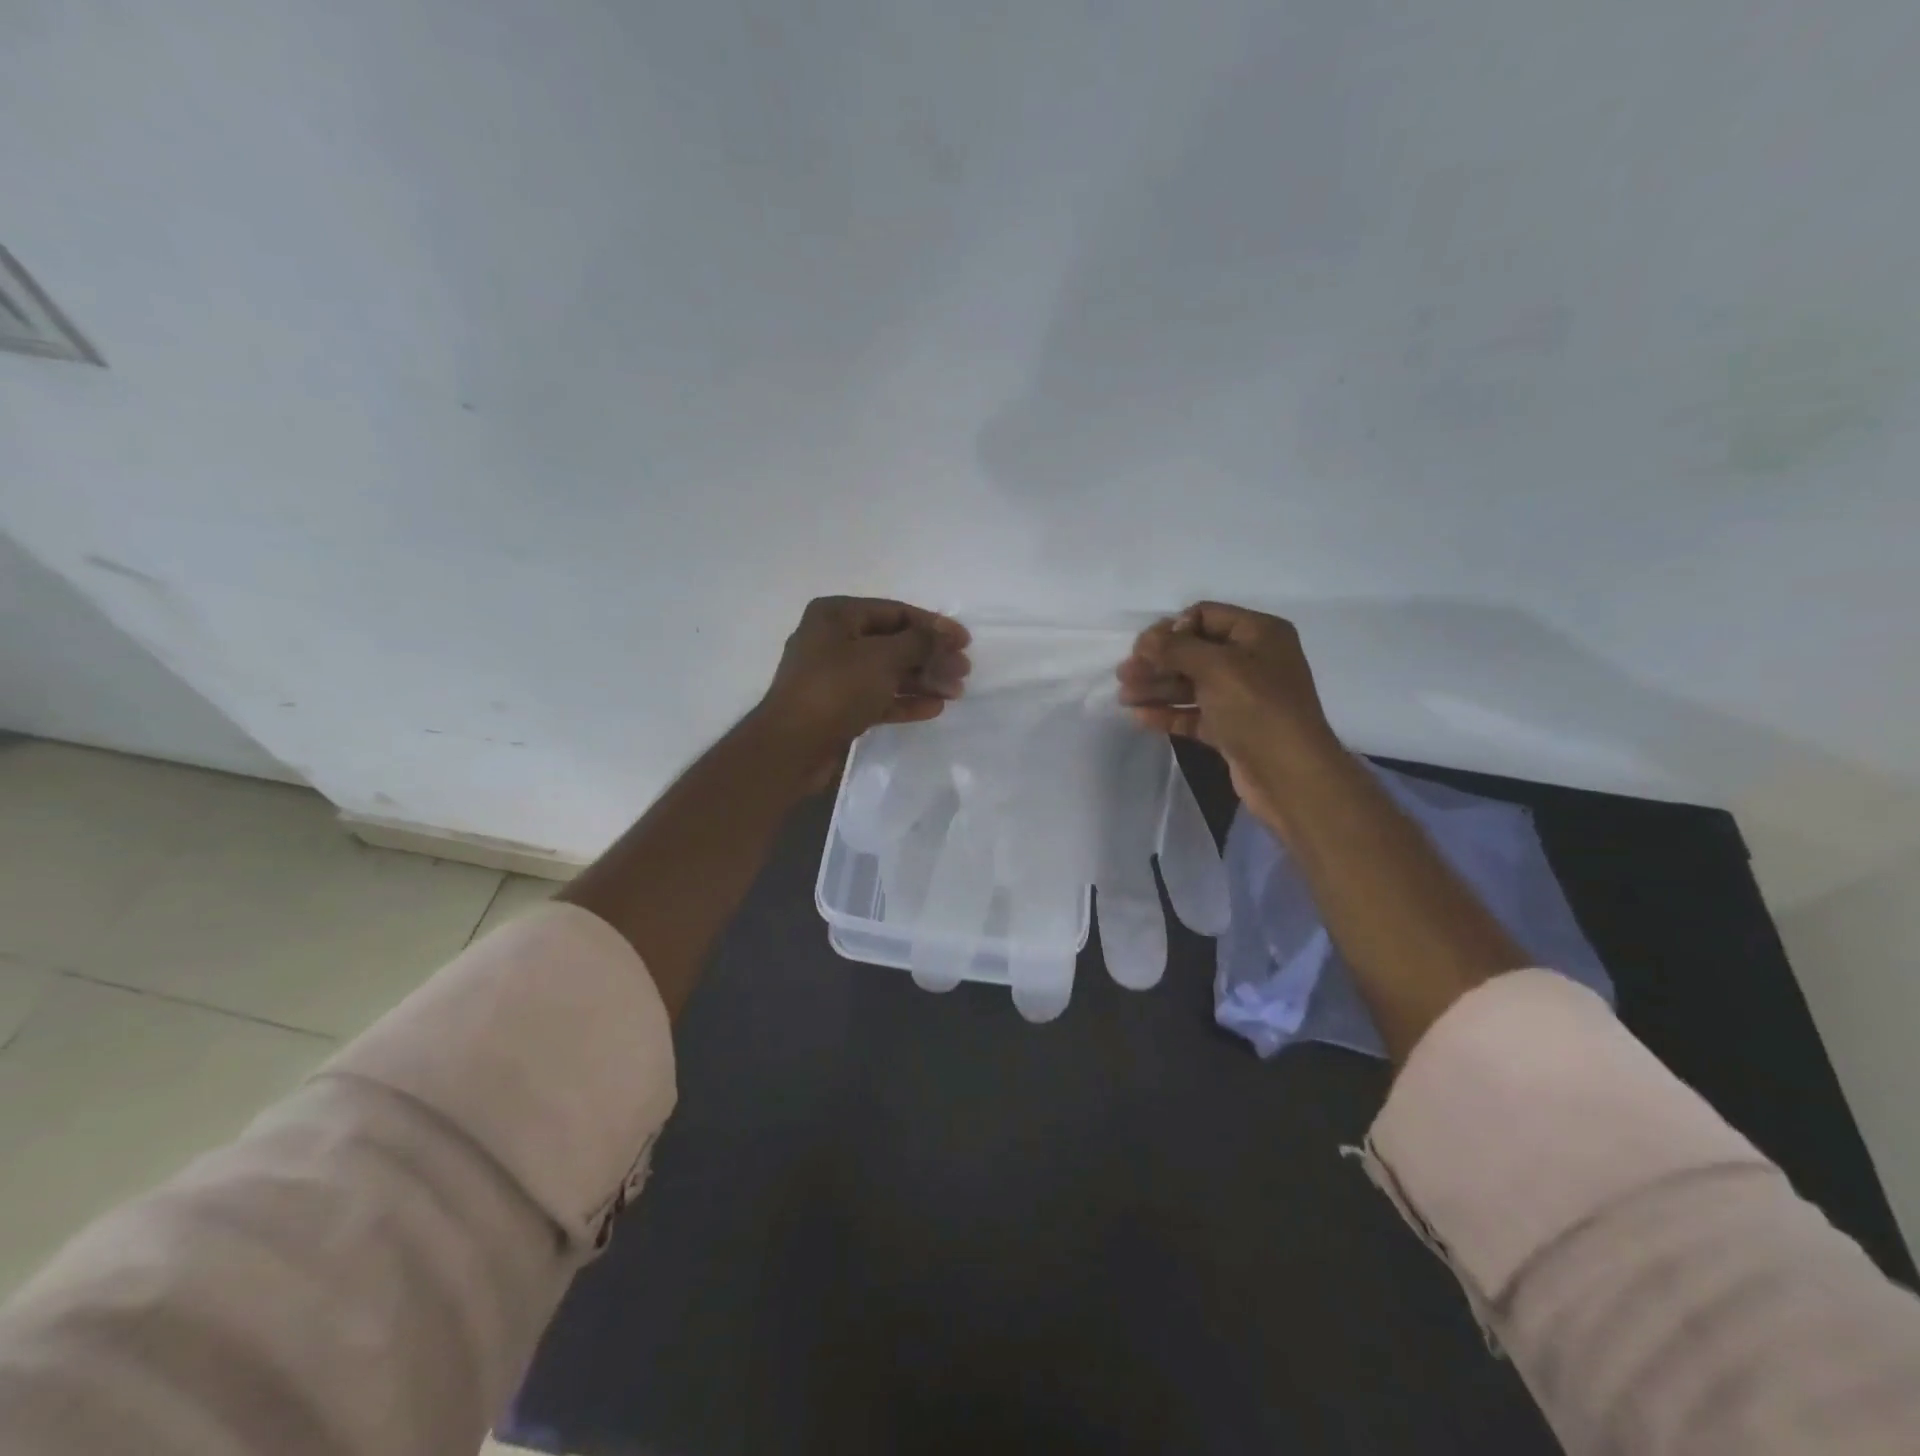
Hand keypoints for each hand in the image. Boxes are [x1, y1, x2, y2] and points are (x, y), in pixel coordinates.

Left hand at [756, 596, 970, 785]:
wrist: (792, 747)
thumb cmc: (836, 690)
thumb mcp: (882, 658)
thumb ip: (919, 642)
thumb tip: (945, 633)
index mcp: (836, 615)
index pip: (895, 612)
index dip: (933, 625)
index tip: (965, 641)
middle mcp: (833, 640)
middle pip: (894, 643)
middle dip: (931, 656)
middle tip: (963, 671)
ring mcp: (834, 676)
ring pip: (888, 672)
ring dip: (923, 680)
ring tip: (956, 692)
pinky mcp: (838, 707)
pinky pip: (878, 697)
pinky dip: (904, 700)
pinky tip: (933, 708)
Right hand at [1117, 602, 1342, 831]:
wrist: (1290, 775)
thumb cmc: (1257, 709)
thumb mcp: (1217, 667)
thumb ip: (1176, 648)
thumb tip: (1145, 640)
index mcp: (1259, 634)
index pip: (1206, 616)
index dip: (1172, 629)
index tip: (1144, 649)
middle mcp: (1252, 660)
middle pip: (1193, 652)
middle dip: (1157, 662)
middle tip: (1123, 674)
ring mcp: (1242, 697)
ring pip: (1190, 684)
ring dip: (1156, 688)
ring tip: (1123, 697)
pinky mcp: (1231, 728)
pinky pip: (1193, 713)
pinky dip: (1167, 713)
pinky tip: (1139, 717)